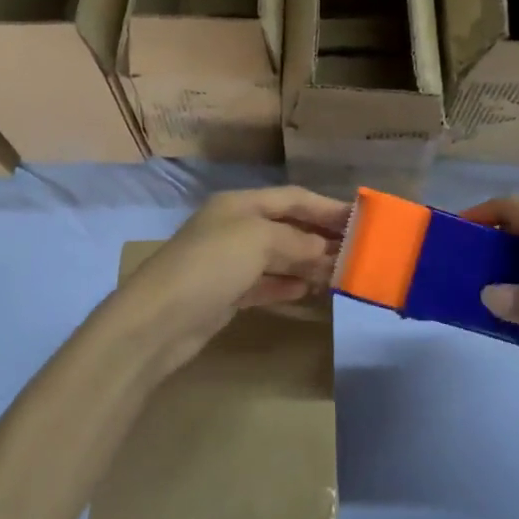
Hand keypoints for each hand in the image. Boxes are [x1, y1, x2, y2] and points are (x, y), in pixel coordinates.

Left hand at [104, 187, 347, 375]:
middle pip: (286, 227)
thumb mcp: (258, 240)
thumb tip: (323, 249)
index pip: (292, 198)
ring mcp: (228, 262)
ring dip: (307, 263)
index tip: (359, 219)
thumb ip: (295, 241)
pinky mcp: (225, 294)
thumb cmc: (211, 264)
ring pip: (277, 257)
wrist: (159, 319)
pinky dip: (286, 285)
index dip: (326, 207)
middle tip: (355, 251)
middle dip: (319, 237)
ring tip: (339, 274)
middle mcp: (234, 227)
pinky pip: (264, 283)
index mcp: (239, 204)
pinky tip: (307, 291)